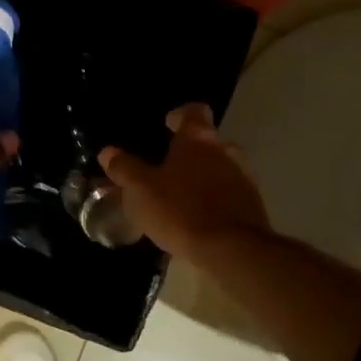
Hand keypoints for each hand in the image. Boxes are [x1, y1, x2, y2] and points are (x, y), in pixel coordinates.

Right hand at [98, 103, 269, 259]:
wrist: (232, 249)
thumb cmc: (181, 210)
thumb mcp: (141, 190)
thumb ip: (124, 168)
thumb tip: (108, 152)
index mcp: (198, 139)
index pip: (193, 111)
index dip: (180, 115)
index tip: (168, 124)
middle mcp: (225, 150)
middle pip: (208, 140)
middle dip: (190, 150)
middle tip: (168, 166)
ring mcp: (243, 176)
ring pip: (221, 166)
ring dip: (204, 175)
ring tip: (182, 194)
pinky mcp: (252, 204)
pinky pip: (230, 192)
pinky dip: (216, 197)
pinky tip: (200, 216)